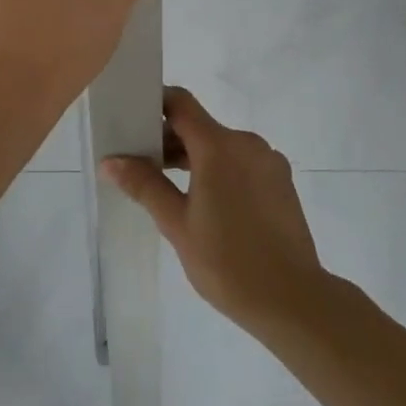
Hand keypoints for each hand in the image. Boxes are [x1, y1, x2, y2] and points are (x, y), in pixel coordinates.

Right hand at [103, 88, 325, 332]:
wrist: (295, 302)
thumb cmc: (228, 262)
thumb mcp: (177, 225)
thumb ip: (144, 185)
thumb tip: (110, 161)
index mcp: (219, 146)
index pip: (181, 103)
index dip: (155, 104)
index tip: (133, 120)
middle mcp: (246, 143)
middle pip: (200, 126)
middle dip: (170, 140)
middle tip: (143, 166)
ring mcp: (268, 161)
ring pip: (221, 146)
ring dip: (195, 158)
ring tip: (172, 190)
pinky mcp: (282, 182)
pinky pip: (242, 162)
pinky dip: (220, 171)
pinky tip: (209, 205)